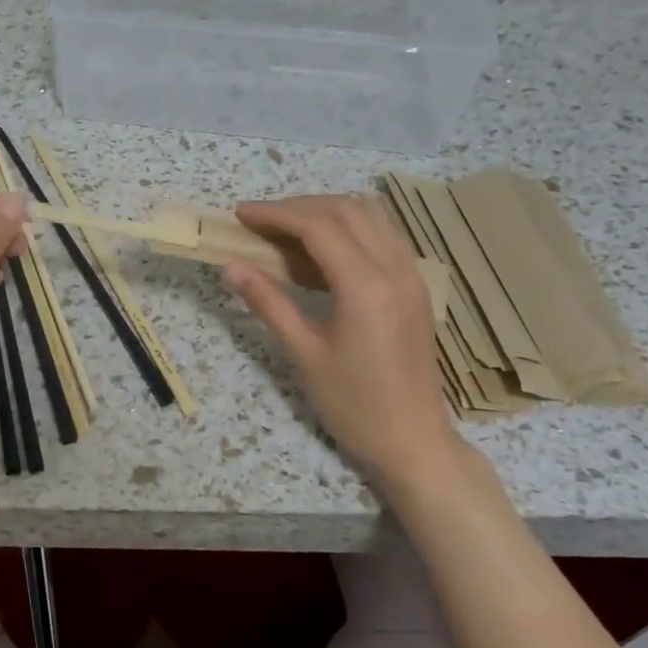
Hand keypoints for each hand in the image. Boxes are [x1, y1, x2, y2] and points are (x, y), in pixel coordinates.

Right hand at [225, 195, 458, 497]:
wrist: (412, 440)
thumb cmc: (353, 405)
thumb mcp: (304, 354)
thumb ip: (269, 303)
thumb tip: (232, 267)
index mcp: (366, 286)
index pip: (318, 226)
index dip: (275, 213)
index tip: (241, 214)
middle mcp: (395, 269)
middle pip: (346, 211)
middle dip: (298, 207)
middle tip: (258, 222)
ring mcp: (412, 276)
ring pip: (369, 218)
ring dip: (325, 214)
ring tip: (285, 231)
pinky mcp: (415, 288)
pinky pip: (382, 238)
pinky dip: (349, 231)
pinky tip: (321, 252)